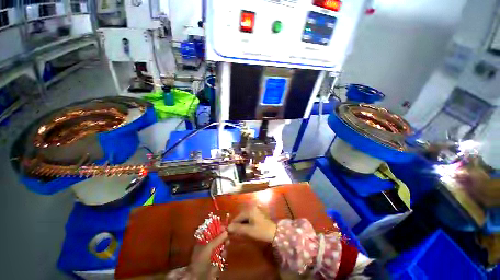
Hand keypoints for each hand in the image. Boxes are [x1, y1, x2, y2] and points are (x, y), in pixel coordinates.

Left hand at [188, 231, 227, 279]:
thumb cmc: (200, 260)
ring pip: (220, 246)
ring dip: (224, 244)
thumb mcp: (208, 247)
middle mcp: (207, 247)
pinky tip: (224, 253)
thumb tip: (226, 231)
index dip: (217, 229)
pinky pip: (222, 255)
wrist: (199, 278)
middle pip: (217, 239)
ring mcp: (212, 255)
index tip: (224, 226)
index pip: (210, 232)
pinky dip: (224, 254)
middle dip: (222, 236)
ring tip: (227, 243)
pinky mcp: (216, 262)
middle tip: (228, 234)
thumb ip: (217, 239)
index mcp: (202, 242)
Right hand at [227, 206, 276, 242]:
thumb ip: (238, 228)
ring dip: (242, 223)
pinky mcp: (258, 212)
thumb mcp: (249, 231)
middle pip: (241, 216)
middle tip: (234, 232)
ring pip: (245, 216)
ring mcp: (256, 209)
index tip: (229, 232)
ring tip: (240, 231)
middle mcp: (252, 207)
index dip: (233, 224)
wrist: (275, 232)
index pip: (238, 217)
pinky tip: (247, 228)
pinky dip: (247, 222)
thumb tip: (228, 228)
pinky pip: (249, 217)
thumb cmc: (261, 231)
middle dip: (238, 224)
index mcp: (249, 210)